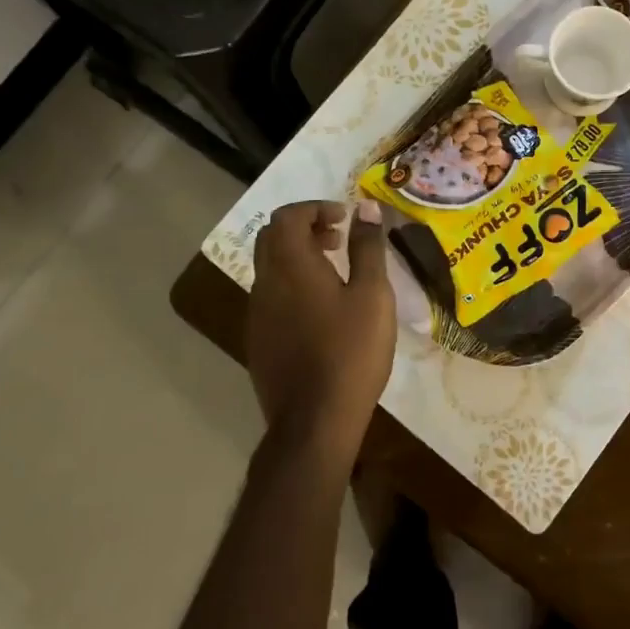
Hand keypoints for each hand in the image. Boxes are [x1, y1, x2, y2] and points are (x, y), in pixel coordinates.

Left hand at [246, 199, 393, 458]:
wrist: (314, 421)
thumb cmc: (350, 351)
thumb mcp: (372, 294)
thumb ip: (367, 247)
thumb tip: (366, 207)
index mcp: (290, 265)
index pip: (287, 215)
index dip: (315, 208)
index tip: (345, 219)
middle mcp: (265, 282)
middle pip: (273, 236)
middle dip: (305, 228)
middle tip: (339, 239)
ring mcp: (257, 313)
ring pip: (270, 266)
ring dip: (298, 256)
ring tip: (336, 272)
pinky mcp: (258, 339)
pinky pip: (271, 294)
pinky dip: (292, 283)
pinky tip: (321, 309)